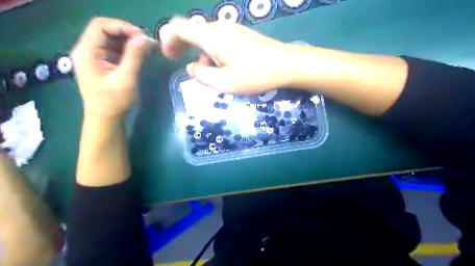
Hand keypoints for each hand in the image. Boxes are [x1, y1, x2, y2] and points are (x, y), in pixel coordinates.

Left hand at [71, 16, 149, 120]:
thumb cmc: (114, 102)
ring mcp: (95, 58)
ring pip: (112, 41)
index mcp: (87, 52)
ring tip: (146, 49)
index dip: (122, 26)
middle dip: (127, 34)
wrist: (106, 120)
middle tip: (147, 43)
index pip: (101, 26)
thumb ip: (134, 57)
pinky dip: (128, 51)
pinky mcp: (104, 65)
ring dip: (129, 42)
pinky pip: (115, 51)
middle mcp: (88, 51)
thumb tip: (145, 38)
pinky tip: (139, 56)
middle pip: (106, 31)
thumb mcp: (126, 78)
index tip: (142, 36)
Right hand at [159, 17, 292, 93]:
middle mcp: (219, 27)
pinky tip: (228, 69)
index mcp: (211, 36)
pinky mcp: (241, 34)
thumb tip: (190, 68)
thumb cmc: (255, 75)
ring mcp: (232, 29)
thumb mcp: (224, 83)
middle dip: (185, 50)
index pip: (178, 27)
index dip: (168, 39)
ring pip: (207, 40)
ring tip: (217, 76)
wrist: (286, 64)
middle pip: (193, 33)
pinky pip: (220, 42)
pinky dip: (216, 55)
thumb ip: (202, 76)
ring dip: (204, 57)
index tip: (170, 57)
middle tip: (191, 70)